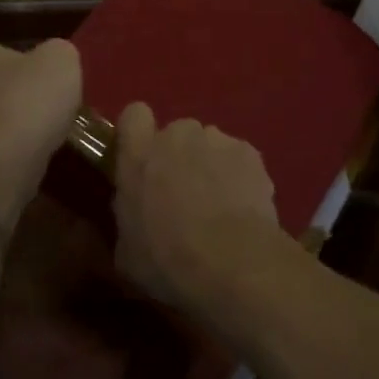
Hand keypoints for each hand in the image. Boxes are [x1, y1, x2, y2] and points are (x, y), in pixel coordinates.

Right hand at [110, 102, 291, 313]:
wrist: (230, 263)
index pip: (134, 115)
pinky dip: (240, 177)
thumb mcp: (127, 252)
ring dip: (210, 166)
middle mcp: (177, 135)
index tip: (143, 158)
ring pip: (210, 145)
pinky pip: (239, 159)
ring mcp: (217, 140)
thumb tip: (136, 215)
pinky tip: (243, 209)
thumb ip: (129, 217)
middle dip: (179, 156)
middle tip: (184, 194)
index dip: (139, 133)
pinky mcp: (250, 153)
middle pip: (176, 134)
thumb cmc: (167, 260)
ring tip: (219, 206)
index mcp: (139, 154)